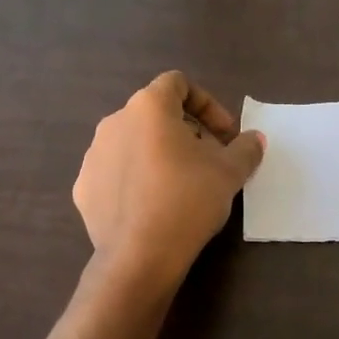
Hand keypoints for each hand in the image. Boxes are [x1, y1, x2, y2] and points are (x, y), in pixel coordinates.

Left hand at [73, 71, 264, 286]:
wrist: (140, 255)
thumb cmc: (189, 199)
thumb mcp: (230, 172)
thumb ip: (246, 148)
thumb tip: (254, 139)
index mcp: (149, 107)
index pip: (178, 83)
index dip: (207, 104)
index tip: (225, 135)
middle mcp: (114, 122)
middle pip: (155, 114)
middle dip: (186, 132)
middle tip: (209, 161)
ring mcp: (93, 155)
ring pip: (133, 143)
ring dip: (159, 155)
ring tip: (181, 185)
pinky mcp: (83, 188)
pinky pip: (116, 173)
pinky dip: (136, 180)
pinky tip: (154, 206)